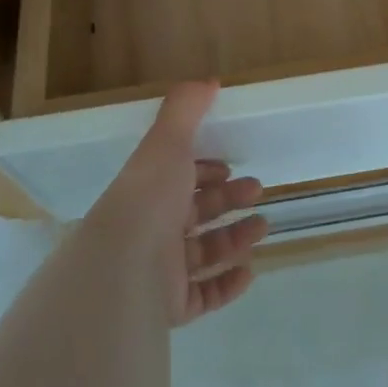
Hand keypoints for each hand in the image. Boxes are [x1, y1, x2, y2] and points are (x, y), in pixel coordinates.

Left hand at [89, 80, 268, 326]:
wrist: (125, 267)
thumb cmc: (149, 197)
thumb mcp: (167, 141)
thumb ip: (186, 108)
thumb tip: (209, 80)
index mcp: (151, 190)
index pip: (179, 178)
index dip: (205, 171)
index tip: (231, 168)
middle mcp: (153, 228)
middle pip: (196, 213)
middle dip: (228, 200)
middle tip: (258, 192)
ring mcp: (161, 271)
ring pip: (203, 252)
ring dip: (235, 237)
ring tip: (263, 227)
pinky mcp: (171, 306)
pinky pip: (204, 295)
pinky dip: (227, 283)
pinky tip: (249, 271)